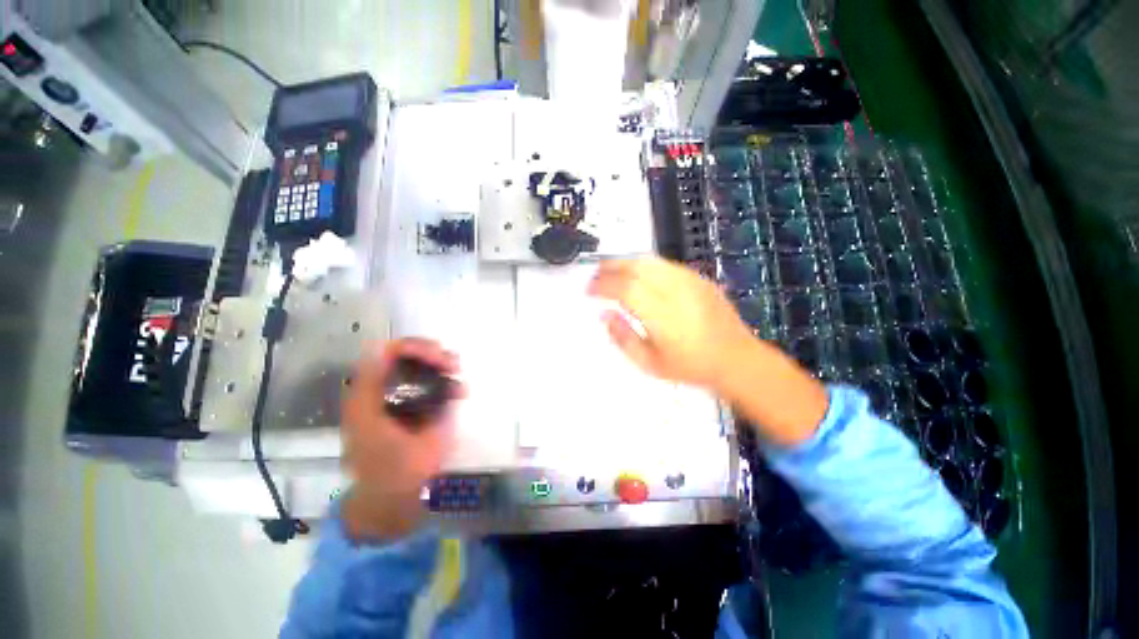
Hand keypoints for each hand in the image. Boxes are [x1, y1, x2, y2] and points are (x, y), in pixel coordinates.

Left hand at [340, 339, 462, 540]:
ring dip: (445, 364)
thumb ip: (372, 387)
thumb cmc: (382, 462)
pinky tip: (461, 392)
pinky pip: (443, 385)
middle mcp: (392, 387)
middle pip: (413, 354)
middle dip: (433, 354)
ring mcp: (413, 396)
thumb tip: (380, 349)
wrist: (399, 493)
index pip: (389, 352)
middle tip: (452, 365)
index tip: (435, 356)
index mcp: (372, 390)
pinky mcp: (430, 407)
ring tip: (456, 372)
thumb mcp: (368, 424)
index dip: (412, 347)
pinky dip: (453, 383)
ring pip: (430, 366)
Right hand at [589, 258, 827, 446]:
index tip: (589, 290)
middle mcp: (677, 293)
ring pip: (650, 260)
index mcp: (663, 317)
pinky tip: (637, 275)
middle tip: (595, 276)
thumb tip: (604, 315)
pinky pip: (664, 264)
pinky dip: (644, 265)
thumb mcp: (649, 364)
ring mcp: (691, 282)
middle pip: (637, 267)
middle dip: (610, 267)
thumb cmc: (690, 367)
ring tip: (611, 271)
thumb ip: (622, 338)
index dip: (603, 285)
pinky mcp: (699, 278)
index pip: (626, 289)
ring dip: (625, 262)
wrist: (737, 359)